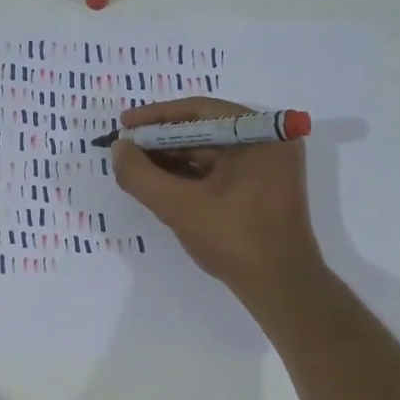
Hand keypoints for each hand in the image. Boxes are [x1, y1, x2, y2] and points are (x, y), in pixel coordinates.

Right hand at [111, 97, 324, 307]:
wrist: (281, 287)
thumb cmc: (235, 240)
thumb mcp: (180, 207)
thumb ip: (142, 176)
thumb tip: (118, 149)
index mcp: (261, 133)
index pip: (199, 111)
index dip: (156, 117)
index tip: (123, 124)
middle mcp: (269, 141)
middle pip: (204, 130)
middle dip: (162, 141)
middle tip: (125, 150)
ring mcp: (268, 166)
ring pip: (210, 153)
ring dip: (172, 160)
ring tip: (135, 168)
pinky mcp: (262, 189)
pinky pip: (220, 171)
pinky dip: (190, 176)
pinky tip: (160, 184)